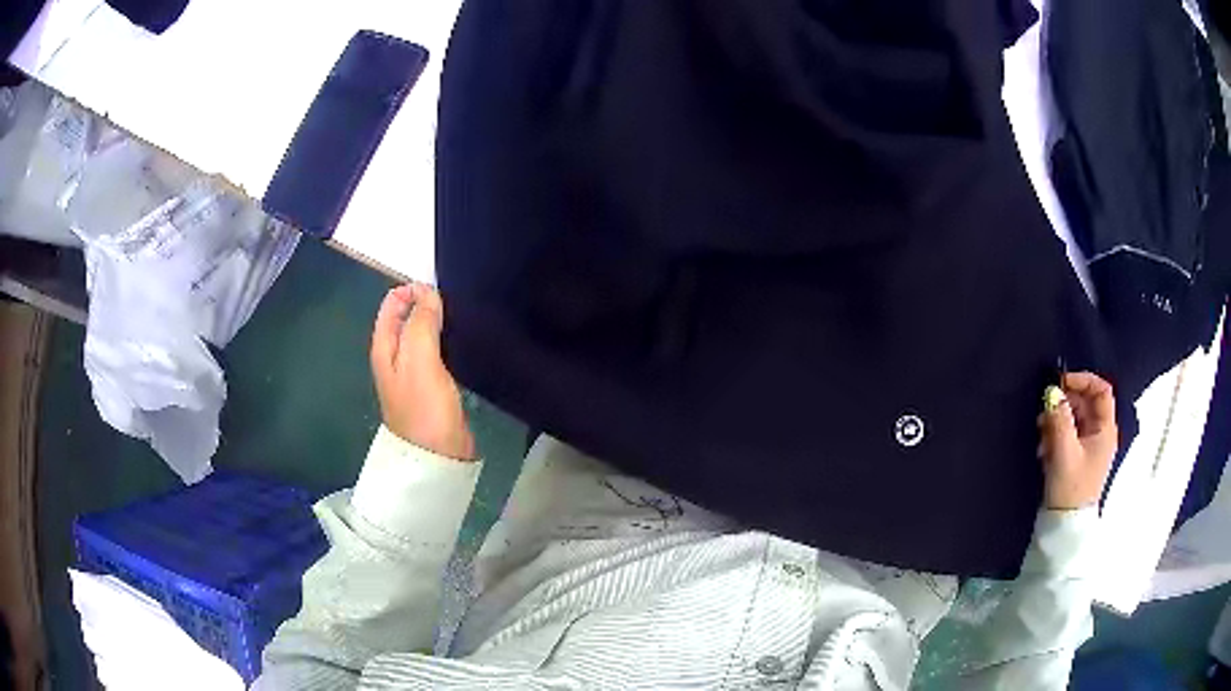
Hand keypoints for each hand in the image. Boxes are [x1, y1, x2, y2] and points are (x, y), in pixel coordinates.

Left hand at [370, 283, 475, 460]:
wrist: (437, 455)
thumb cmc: (424, 407)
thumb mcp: (419, 359)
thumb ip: (421, 323)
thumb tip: (427, 291)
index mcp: (384, 346)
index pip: (392, 303)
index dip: (414, 291)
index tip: (441, 294)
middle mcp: (395, 355)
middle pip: (408, 316)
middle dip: (428, 303)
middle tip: (456, 303)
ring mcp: (414, 370)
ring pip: (424, 333)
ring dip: (439, 322)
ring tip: (463, 316)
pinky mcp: (433, 382)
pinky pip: (438, 351)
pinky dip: (447, 340)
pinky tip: (465, 339)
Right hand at [1036, 372, 1117, 509]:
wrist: (1065, 526)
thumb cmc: (1070, 488)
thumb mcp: (1064, 452)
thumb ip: (1059, 420)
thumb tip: (1052, 392)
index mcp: (1105, 430)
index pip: (1101, 390)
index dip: (1083, 380)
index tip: (1061, 383)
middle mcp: (1100, 434)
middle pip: (1085, 403)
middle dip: (1064, 403)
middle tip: (1045, 411)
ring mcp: (1089, 446)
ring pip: (1074, 418)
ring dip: (1056, 420)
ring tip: (1041, 434)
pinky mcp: (1077, 457)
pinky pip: (1068, 434)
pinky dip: (1055, 434)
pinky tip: (1043, 448)